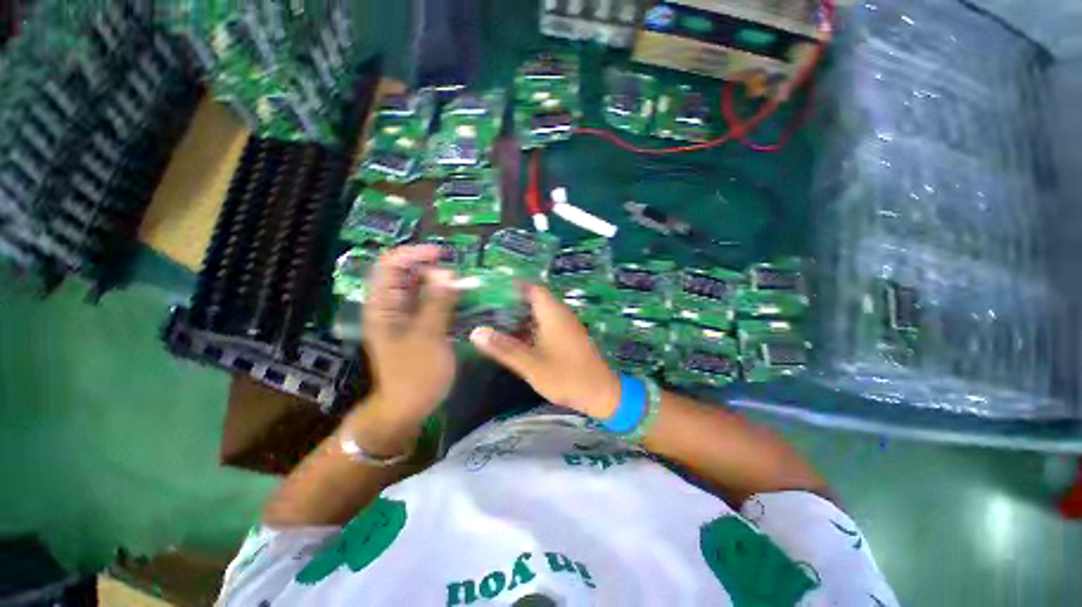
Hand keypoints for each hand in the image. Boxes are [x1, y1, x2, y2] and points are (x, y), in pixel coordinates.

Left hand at [362, 245, 457, 428]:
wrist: (408, 407)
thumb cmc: (415, 374)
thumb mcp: (428, 337)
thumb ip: (437, 303)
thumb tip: (447, 273)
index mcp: (383, 306)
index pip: (391, 265)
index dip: (414, 254)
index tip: (443, 254)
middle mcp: (391, 306)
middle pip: (407, 274)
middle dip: (432, 268)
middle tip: (460, 274)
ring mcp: (405, 315)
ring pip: (421, 287)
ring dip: (441, 282)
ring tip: (465, 284)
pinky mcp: (419, 325)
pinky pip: (431, 302)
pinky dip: (445, 297)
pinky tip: (462, 299)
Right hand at [470, 284, 620, 418]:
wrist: (601, 393)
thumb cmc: (566, 376)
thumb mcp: (531, 364)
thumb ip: (504, 348)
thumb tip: (476, 332)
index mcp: (553, 313)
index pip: (531, 288)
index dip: (511, 287)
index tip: (490, 290)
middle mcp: (560, 314)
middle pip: (533, 300)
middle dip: (511, 303)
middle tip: (486, 308)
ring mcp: (565, 326)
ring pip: (539, 313)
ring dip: (520, 317)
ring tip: (495, 322)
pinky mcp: (568, 337)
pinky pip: (546, 325)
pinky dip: (530, 328)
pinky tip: (515, 339)